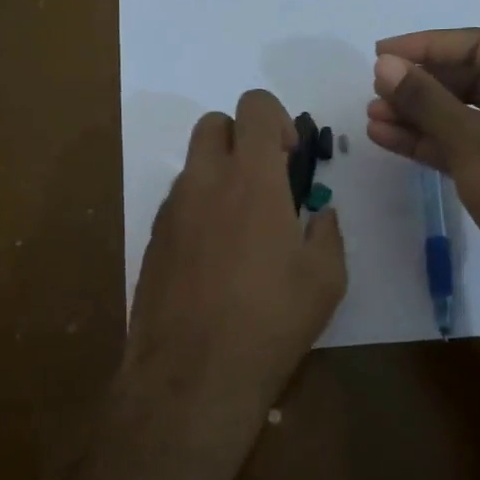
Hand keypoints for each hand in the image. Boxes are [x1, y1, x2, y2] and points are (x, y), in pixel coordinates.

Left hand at [122, 89, 346, 457]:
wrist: (193, 372)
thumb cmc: (271, 320)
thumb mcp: (325, 279)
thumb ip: (327, 233)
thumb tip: (320, 216)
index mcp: (251, 179)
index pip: (254, 106)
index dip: (276, 118)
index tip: (290, 156)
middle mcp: (204, 182)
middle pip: (214, 123)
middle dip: (241, 137)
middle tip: (265, 180)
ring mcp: (172, 210)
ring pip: (193, 165)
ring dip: (219, 176)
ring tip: (242, 229)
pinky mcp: (153, 239)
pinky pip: (178, 204)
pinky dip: (199, 210)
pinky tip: (215, 259)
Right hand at [366, 28, 479, 319]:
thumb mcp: (472, 141)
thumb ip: (425, 100)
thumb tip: (385, 64)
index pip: (477, 46)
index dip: (425, 45)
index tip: (381, 54)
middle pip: (468, 80)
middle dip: (419, 84)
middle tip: (375, 89)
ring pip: (461, 117)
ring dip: (417, 115)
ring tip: (372, 116)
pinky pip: (463, 147)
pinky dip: (429, 143)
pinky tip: (388, 139)